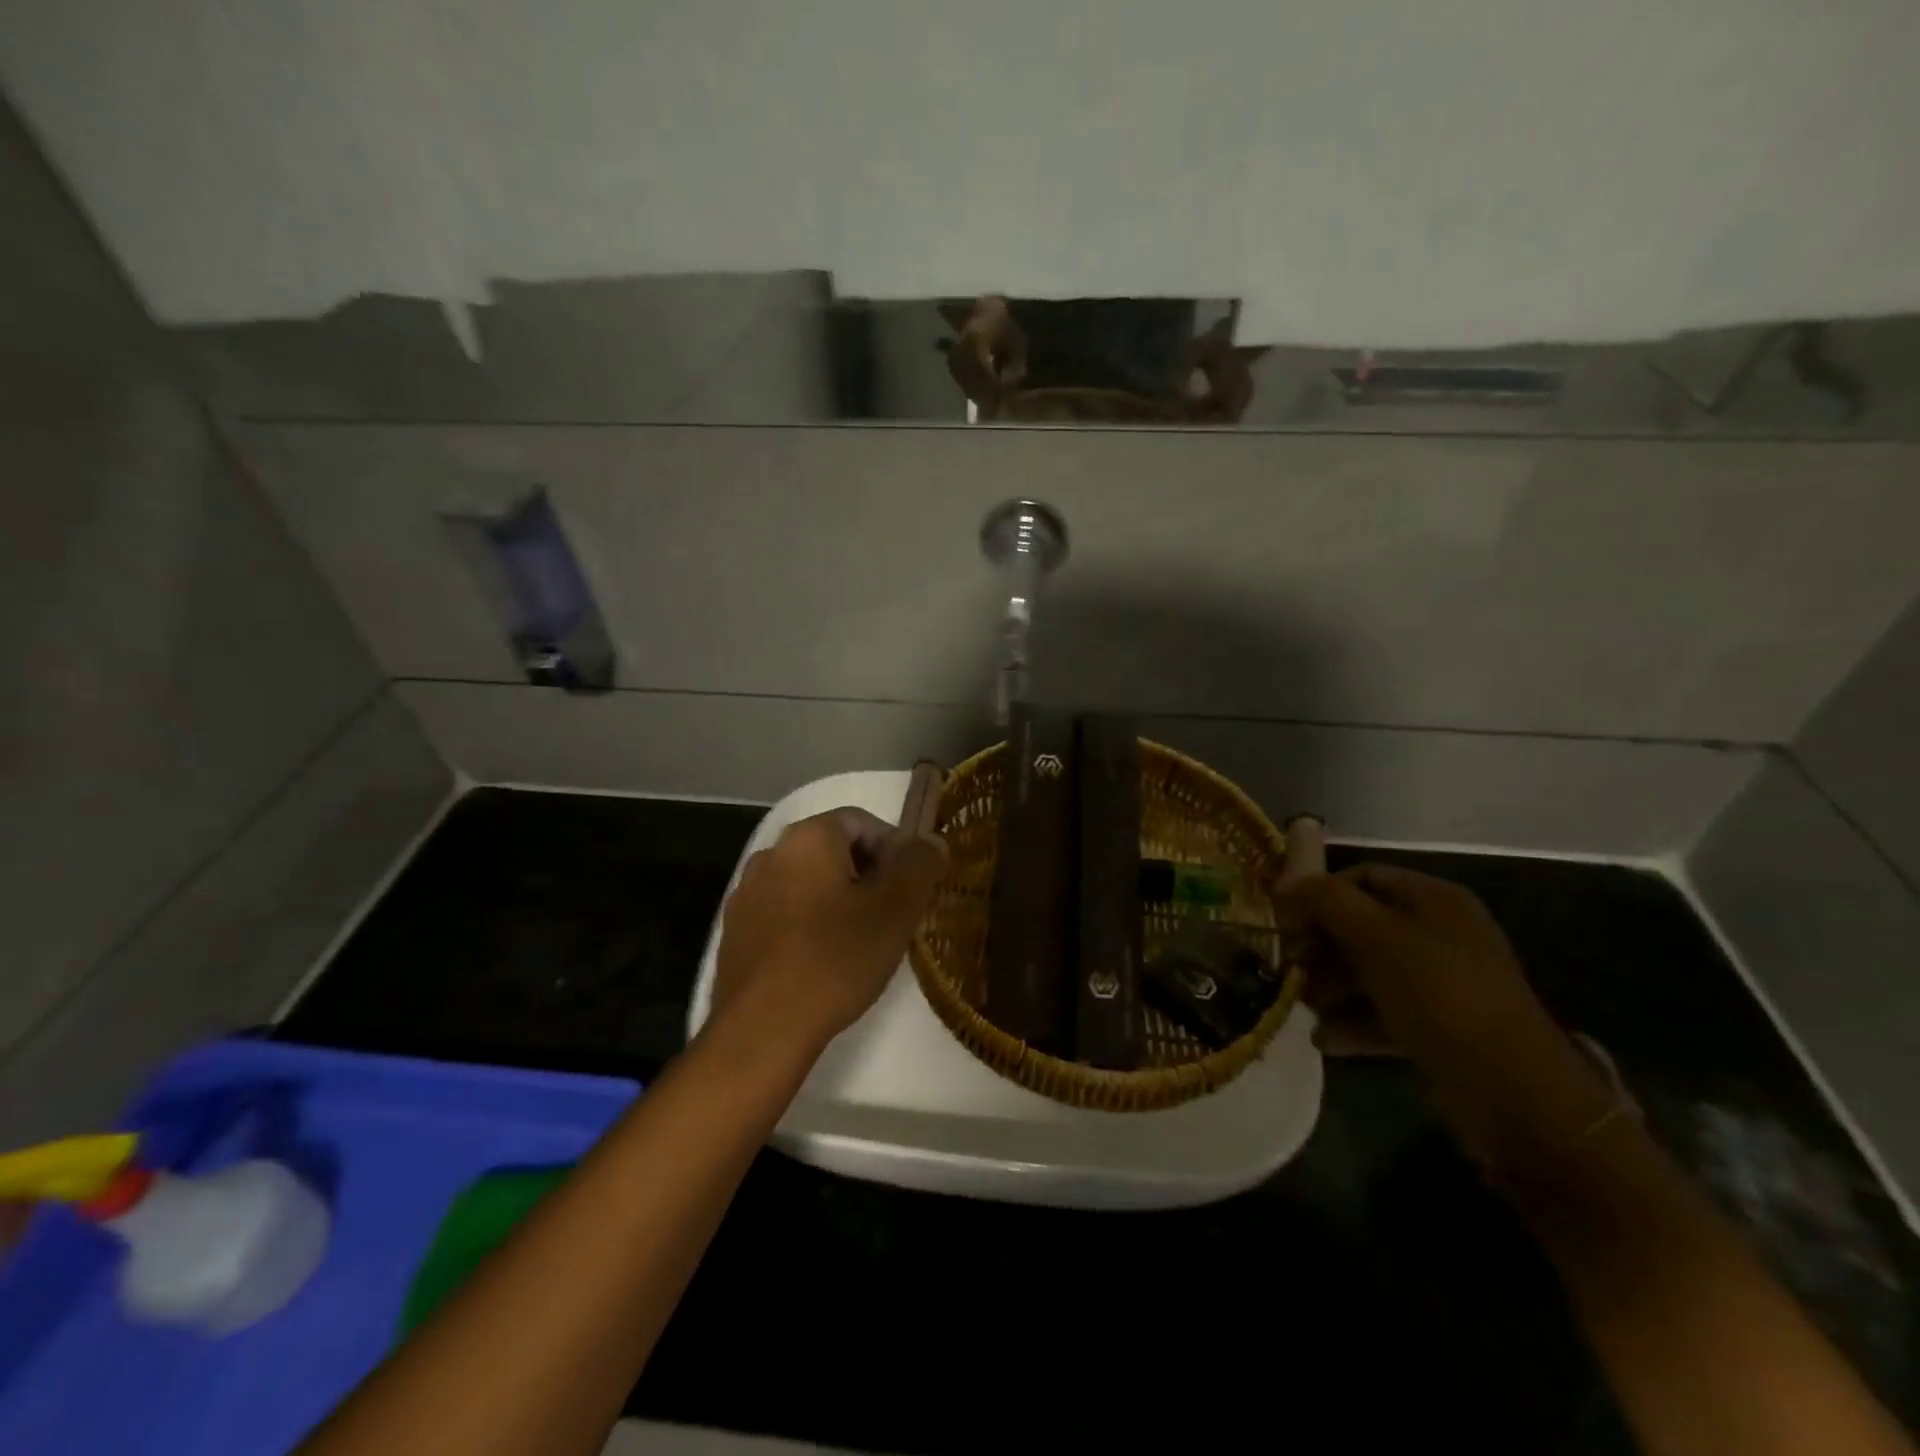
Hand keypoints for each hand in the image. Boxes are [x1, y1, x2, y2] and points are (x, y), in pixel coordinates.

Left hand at [712, 809, 947, 1056]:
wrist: (763, 1028)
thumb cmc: (836, 958)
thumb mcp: (896, 909)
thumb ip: (920, 864)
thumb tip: (931, 841)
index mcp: (808, 837)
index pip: (863, 821)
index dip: (895, 850)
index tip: (910, 890)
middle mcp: (771, 854)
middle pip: (834, 850)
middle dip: (868, 875)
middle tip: (891, 916)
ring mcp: (747, 894)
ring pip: (809, 882)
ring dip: (838, 900)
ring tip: (860, 942)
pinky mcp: (735, 932)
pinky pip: (784, 912)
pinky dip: (809, 924)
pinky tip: (823, 961)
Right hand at [1282, 864, 1618, 1172]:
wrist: (1513, 1093)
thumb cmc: (1440, 997)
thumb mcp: (1377, 938)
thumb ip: (1327, 901)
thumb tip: (1288, 884)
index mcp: (1435, 901)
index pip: (1363, 877)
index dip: (1320, 893)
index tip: (1285, 922)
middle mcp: (1440, 935)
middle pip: (1362, 925)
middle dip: (1320, 945)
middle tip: (1289, 968)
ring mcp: (1442, 983)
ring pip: (1369, 971)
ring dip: (1330, 986)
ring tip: (1302, 1006)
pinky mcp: (1440, 1027)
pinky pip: (1385, 1012)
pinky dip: (1353, 1022)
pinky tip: (1324, 1039)